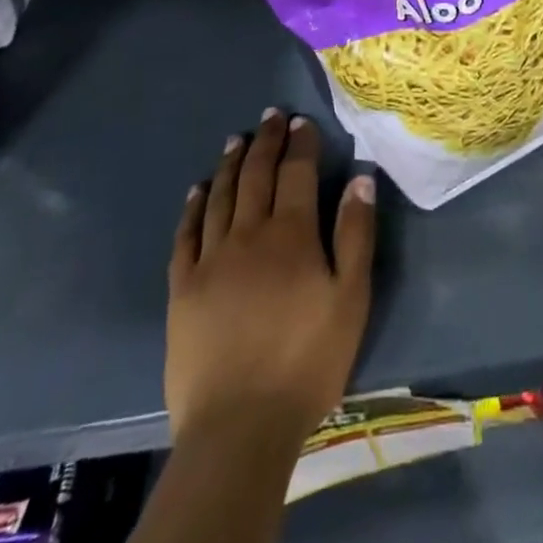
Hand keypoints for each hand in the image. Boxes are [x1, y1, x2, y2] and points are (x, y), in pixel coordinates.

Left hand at [167, 110, 376, 452]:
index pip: (296, 172)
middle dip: (266, 141)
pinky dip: (193, 206)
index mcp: (290, 234)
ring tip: (236, 140)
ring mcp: (210, 259)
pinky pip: (186, 234)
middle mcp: (248, 234)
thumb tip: (360, 178)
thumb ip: (355, 234)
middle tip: (271, 116)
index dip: (300, 143)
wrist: (239, 426)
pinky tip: (198, 190)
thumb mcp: (350, 298)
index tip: (301, 121)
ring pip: (220, 196)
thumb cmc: (306, 360)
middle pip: (256, 175)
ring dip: (230, 164)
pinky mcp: (182, 288)